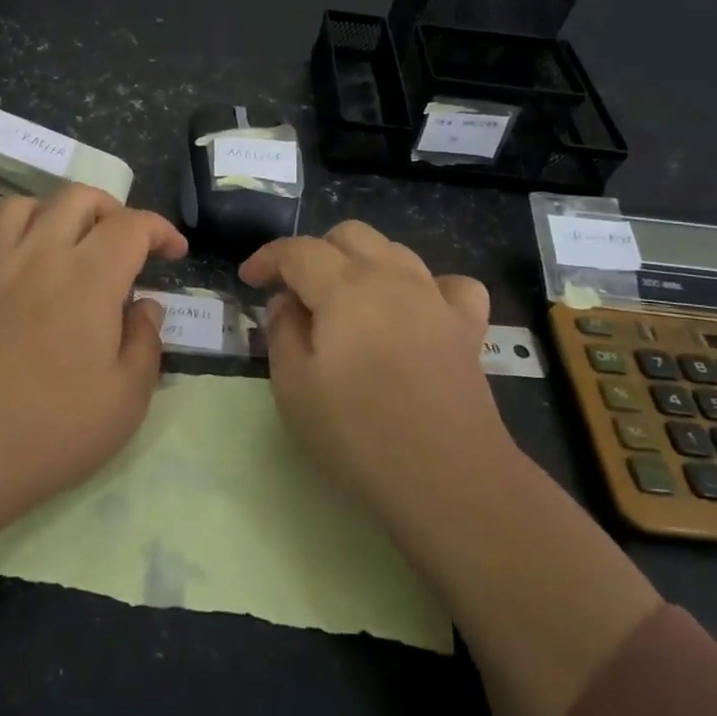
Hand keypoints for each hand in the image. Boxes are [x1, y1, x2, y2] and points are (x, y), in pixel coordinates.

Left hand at [0, 185, 188, 525]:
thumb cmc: (54, 430)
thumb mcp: (127, 399)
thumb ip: (145, 343)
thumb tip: (146, 307)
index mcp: (89, 278)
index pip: (132, 225)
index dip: (161, 230)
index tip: (175, 253)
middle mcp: (41, 257)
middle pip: (76, 197)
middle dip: (110, 209)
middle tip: (123, 245)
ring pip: (20, 205)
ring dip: (51, 212)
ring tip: (66, 243)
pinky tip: (11, 266)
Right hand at [240, 221, 510, 507]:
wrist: (449, 479)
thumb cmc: (359, 434)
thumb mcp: (294, 387)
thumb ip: (282, 331)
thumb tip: (287, 302)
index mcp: (345, 287)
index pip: (298, 250)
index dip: (268, 258)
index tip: (248, 280)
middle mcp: (393, 278)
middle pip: (350, 236)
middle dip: (315, 252)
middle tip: (296, 292)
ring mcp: (436, 300)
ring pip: (395, 251)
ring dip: (363, 263)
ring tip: (347, 301)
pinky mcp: (468, 329)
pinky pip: (449, 286)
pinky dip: (426, 288)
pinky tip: (416, 312)